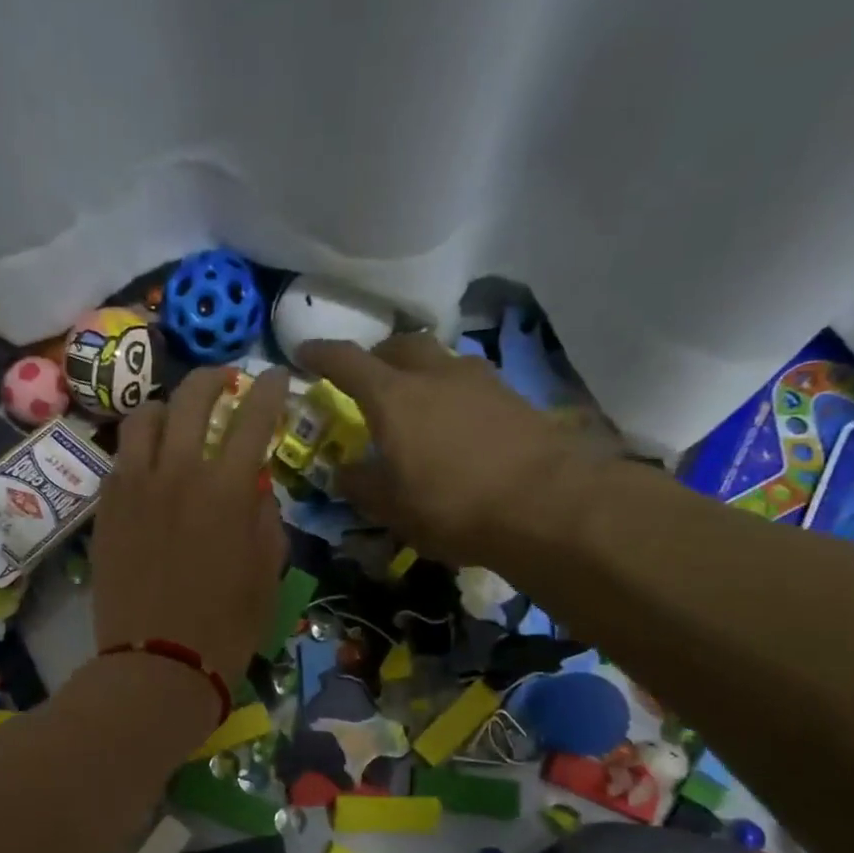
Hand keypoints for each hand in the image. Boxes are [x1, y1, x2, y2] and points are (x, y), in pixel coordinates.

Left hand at [92, 364, 290, 685]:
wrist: (156, 664)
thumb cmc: (226, 626)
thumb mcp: (267, 571)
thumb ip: (264, 516)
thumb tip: (254, 485)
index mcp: (227, 489)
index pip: (252, 415)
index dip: (267, 388)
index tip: (274, 377)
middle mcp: (177, 472)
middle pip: (192, 397)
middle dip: (214, 378)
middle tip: (226, 381)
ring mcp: (134, 486)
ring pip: (144, 416)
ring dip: (168, 408)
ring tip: (179, 421)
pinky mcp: (106, 507)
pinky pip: (121, 457)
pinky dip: (140, 449)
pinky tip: (150, 465)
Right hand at [299, 334, 594, 566]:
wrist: (549, 505)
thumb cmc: (453, 506)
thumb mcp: (392, 508)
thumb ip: (361, 485)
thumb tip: (344, 471)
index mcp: (392, 397)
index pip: (347, 361)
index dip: (321, 354)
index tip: (304, 353)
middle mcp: (434, 374)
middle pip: (399, 345)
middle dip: (376, 356)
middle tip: (365, 380)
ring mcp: (479, 380)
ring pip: (438, 359)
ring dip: (418, 371)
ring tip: (414, 402)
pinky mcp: (513, 396)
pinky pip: (468, 381)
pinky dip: (450, 391)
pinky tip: (454, 422)